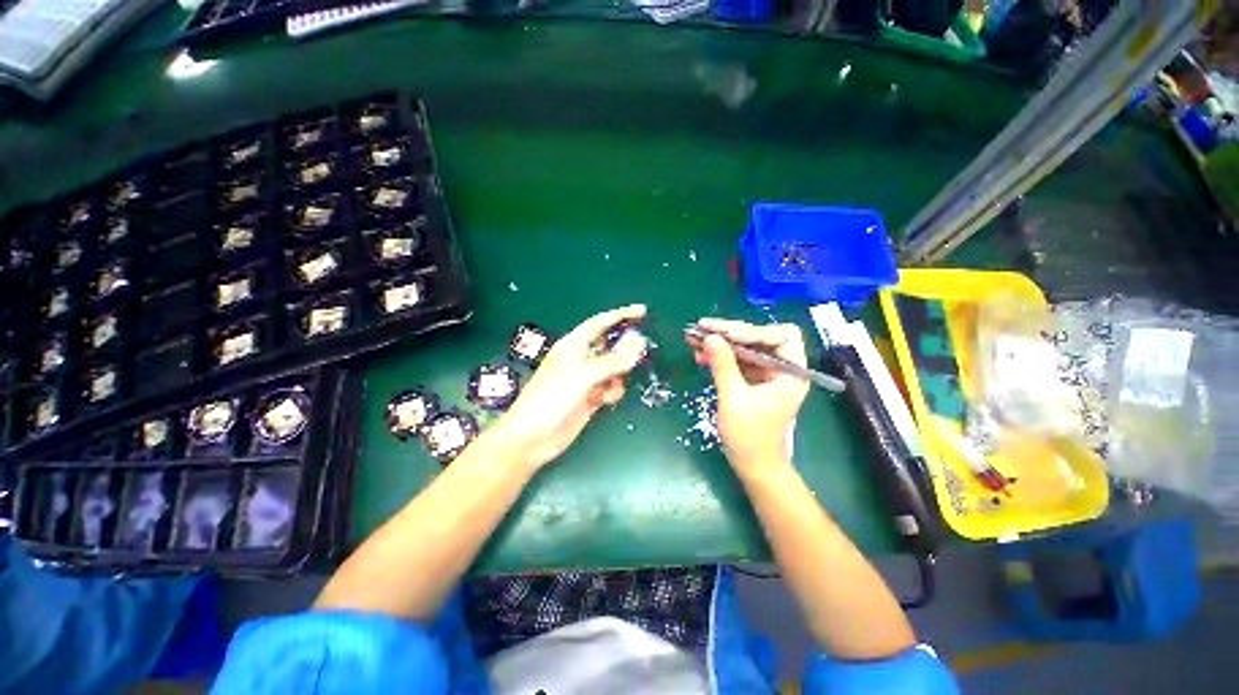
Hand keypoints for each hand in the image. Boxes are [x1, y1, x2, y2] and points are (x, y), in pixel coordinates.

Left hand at [495, 304, 648, 470]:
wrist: (533, 437)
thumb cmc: (551, 399)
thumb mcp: (582, 376)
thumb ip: (611, 362)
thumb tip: (639, 345)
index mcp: (573, 345)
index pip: (600, 323)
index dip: (620, 315)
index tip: (642, 311)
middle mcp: (580, 359)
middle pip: (609, 345)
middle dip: (625, 347)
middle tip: (642, 352)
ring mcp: (586, 379)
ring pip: (613, 368)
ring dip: (619, 373)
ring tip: (615, 383)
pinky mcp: (590, 398)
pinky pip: (610, 387)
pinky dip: (612, 391)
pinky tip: (605, 400)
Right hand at [688, 319, 809, 472]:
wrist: (753, 465)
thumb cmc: (749, 437)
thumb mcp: (734, 399)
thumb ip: (723, 366)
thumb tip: (711, 337)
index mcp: (790, 373)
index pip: (781, 335)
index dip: (754, 331)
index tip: (726, 334)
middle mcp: (782, 368)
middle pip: (759, 337)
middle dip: (729, 332)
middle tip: (702, 327)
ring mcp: (767, 374)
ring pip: (745, 347)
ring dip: (720, 342)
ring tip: (694, 338)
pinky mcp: (753, 380)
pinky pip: (737, 360)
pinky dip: (720, 356)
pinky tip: (700, 355)